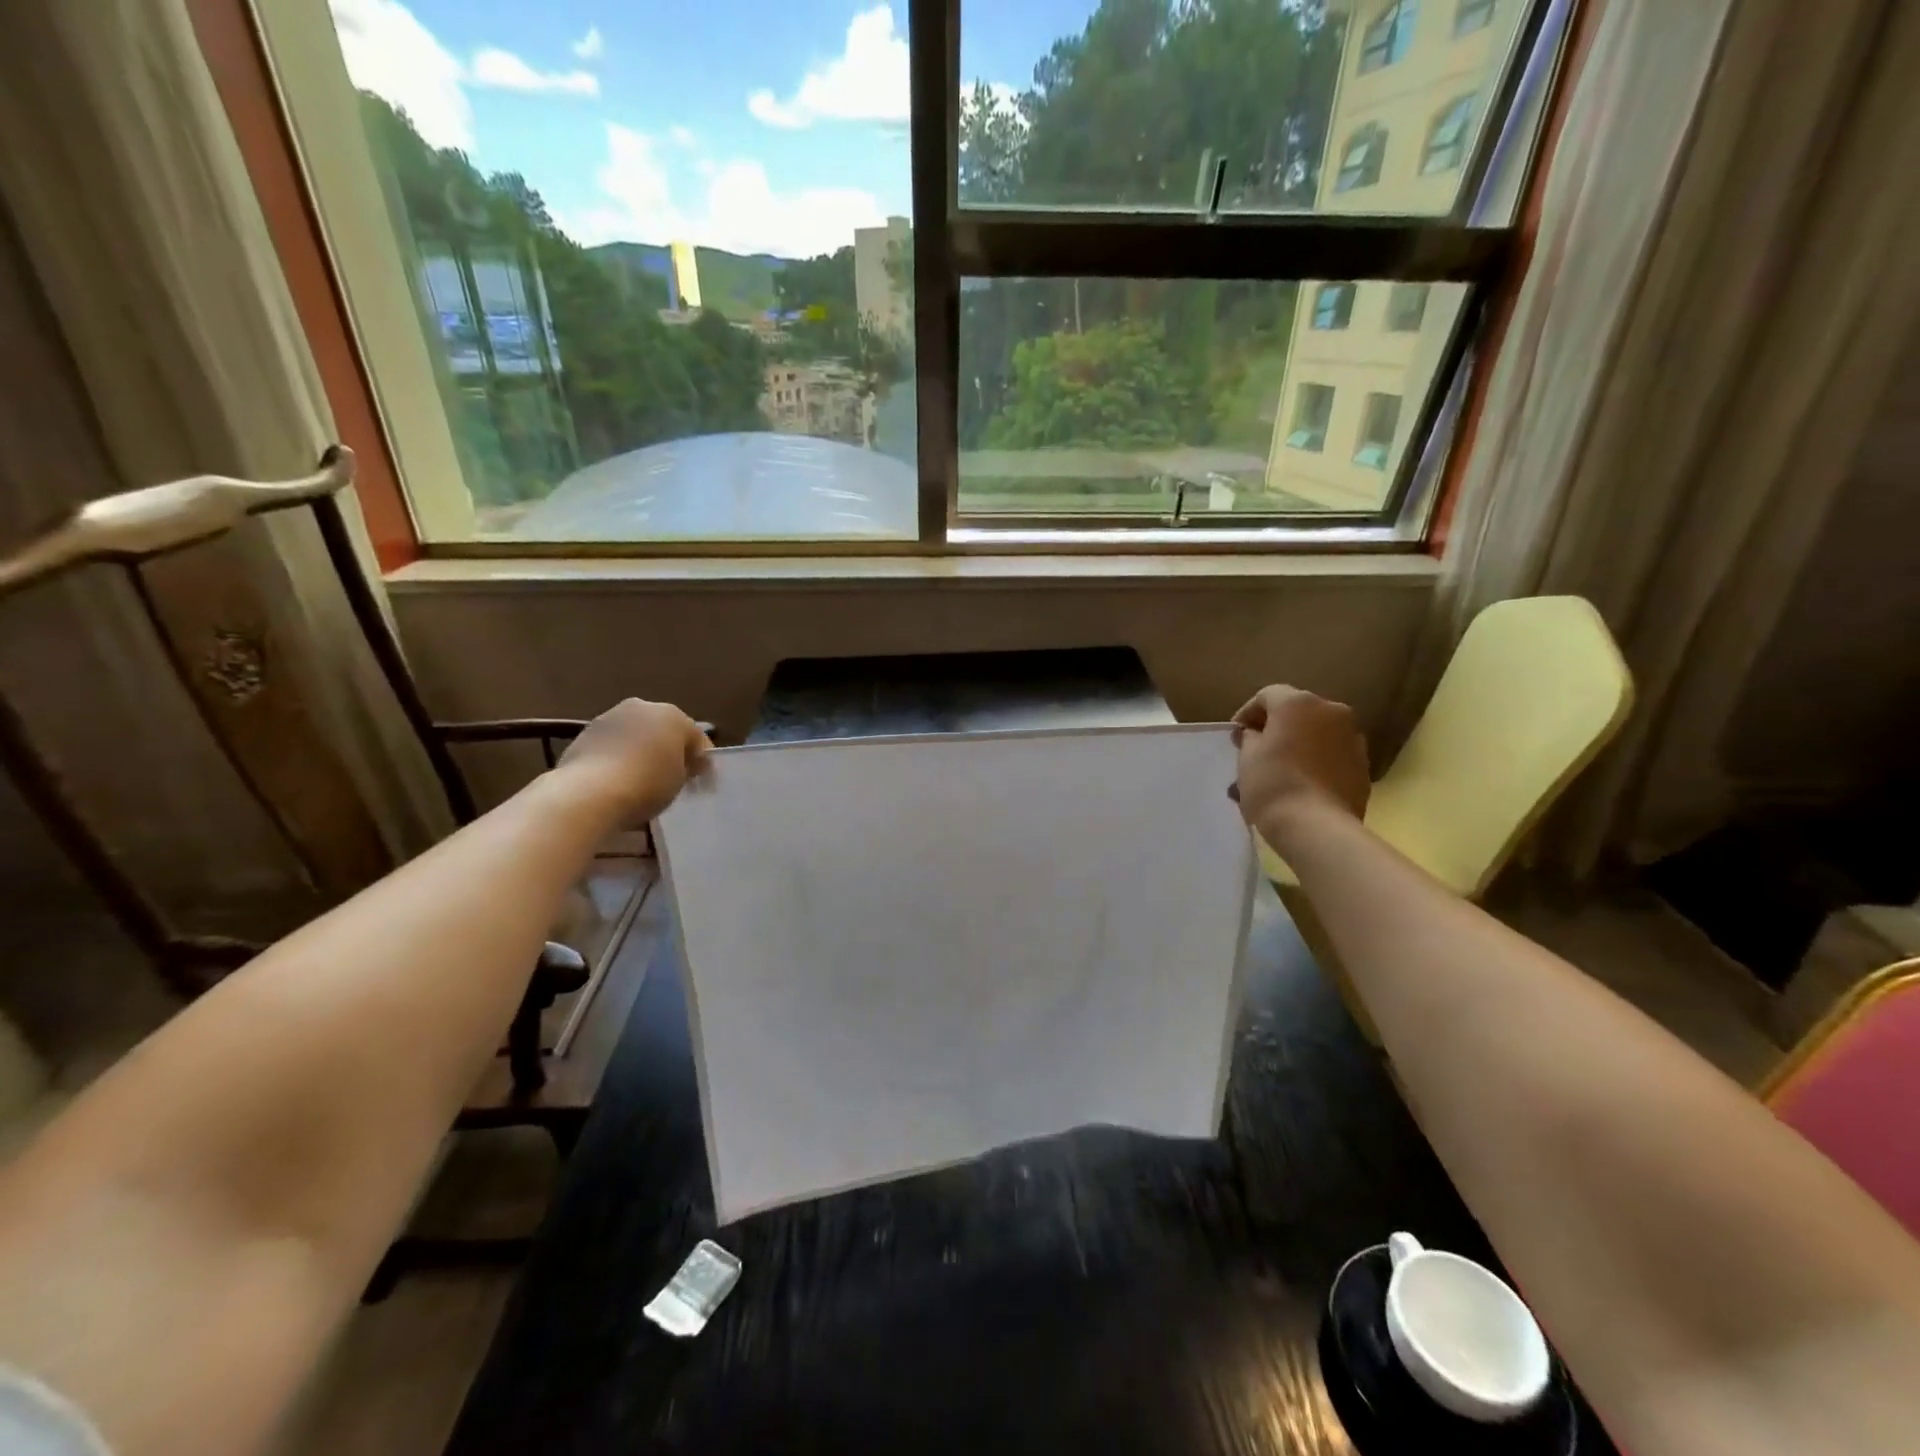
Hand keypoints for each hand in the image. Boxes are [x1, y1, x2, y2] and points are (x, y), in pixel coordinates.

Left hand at [556, 699, 710, 821]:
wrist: (589, 793)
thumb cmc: (647, 784)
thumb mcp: (679, 782)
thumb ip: (685, 768)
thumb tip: (684, 766)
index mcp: (673, 715)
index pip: (697, 738)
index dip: (703, 761)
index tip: (703, 783)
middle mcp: (643, 707)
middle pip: (664, 730)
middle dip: (670, 750)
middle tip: (674, 777)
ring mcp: (610, 717)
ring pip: (636, 735)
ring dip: (642, 751)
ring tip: (644, 780)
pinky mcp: (585, 733)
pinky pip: (613, 746)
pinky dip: (619, 757)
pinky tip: (619, 779)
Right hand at [1231, 685, 1369, 835]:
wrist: (1318, 827)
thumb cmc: (1273, 784)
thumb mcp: (1247, 757)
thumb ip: (1250, 737)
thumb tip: (1257, 734)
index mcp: (1299, 703)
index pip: (1267, 696)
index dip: (1247, 713)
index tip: (1235, 737)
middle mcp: (1331, 711)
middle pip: (1296, 713)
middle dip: (1274, 729)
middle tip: (1254, 752)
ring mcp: (1352, 738)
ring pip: (1316, 734)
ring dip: (1296, 746)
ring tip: (1276, 774)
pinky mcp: (1363, 765)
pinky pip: (1331, 755)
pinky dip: (1314, 762)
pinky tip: (1299, 785)